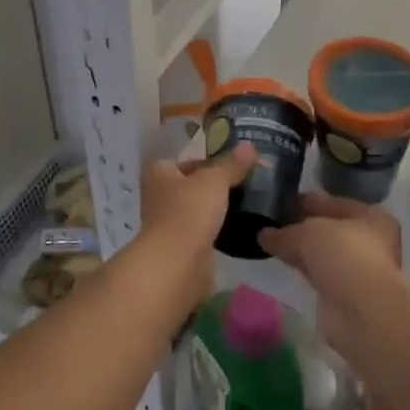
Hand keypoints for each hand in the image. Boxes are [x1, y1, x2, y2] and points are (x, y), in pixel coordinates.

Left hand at [137, 143, 254, 309]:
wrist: (177, 264)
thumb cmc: (189, 211)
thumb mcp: (215, 181)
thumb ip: (232, 164)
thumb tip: (250, 145)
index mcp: (159, 172)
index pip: (185, 159)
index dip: (208, 160)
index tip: (233, 163)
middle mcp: (159, 195)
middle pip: (191, 184)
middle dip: (214, 184)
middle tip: (244, 182)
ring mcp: (168, 222)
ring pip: (197, 208)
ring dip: (215, 207)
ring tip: (246, 202)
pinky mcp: (181, 246)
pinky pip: (202, 230)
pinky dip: (216, 228)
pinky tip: (237, 225)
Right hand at [259, 192, 404, 363]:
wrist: (362, 312)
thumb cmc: (342, 256)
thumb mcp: (306, 233)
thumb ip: (284, 232)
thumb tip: (264, 234)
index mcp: (371, 216)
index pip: (333, 202)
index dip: (307, 201)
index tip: (281, 201)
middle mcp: (371, 241)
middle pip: (330, 228)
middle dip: (303, 226)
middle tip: (273, 222)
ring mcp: (360, 270)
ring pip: (325, 253)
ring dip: (303, 250)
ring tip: (274, 243)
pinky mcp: (347, 294)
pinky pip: (321, 274)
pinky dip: (305, 270)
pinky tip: (285, 265)